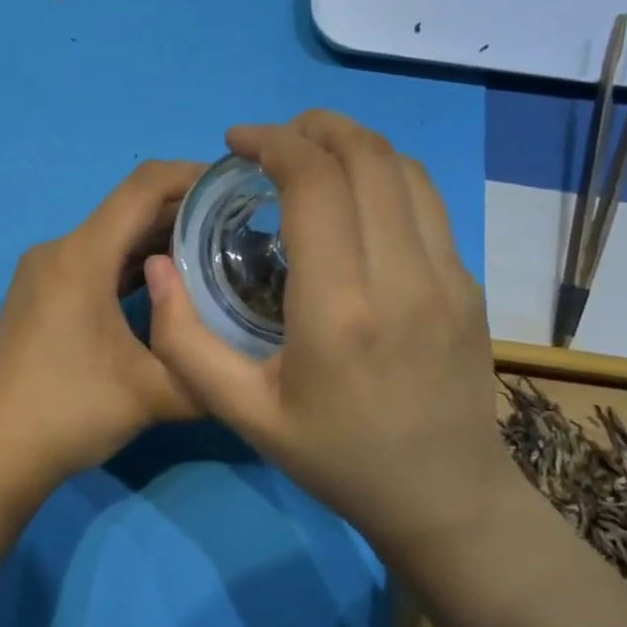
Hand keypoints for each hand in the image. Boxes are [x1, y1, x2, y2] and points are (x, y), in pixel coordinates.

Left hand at [0, 160, 206, 502]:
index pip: (143, 186)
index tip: (236, 184)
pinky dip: (132, 264)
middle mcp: (59, 250)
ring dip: (159, 239)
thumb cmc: (68, 413)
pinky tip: (167, 285)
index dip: (192, 175)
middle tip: (240, 226)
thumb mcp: (152, 395)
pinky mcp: (40, 295)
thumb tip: (250, 361)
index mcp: (81, 256)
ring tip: (214, 253)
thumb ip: (209, 371)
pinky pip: (94, 261)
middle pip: (128, 209)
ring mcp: (44, 272)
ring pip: (111, 237)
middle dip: (184, 211)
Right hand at [144, 111, 517, 554]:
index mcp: (338, 310)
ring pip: (405, 170)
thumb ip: (184, 341)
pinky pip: (428, 202)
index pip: (314, 185)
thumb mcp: (242, 413)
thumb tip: (157, 266)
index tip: (238, 142)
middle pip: (367, 157)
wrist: (444, 498)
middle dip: (315, 128)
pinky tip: (355, 198)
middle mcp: (402, 279)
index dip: (273, 143)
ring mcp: (448, 277)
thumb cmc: (336, 458)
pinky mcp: (469, 284)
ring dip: (354, 144)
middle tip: (272, 139)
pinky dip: (385, 176)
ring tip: (312, 153)